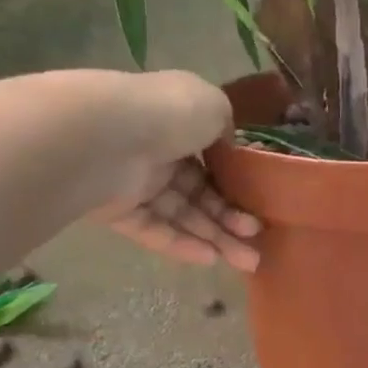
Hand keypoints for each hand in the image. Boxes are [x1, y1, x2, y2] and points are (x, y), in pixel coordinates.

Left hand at [90, 70, 260, 272]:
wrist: (108, 137)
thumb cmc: (168, 114)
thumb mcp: (213, 106)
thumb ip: (225, 126)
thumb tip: (226, 146)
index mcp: (178, 119)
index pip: (210, 156)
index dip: (235, 181)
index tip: (258, 202)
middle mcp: (158, 150)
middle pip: (199, 191)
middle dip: (230, 218)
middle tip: (255, 240)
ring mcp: (136, 182)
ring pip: (182, 214)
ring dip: (215, 237)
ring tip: (247, 261)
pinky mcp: (118, 211)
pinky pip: (155, 229)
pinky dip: (181, 245)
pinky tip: (210, 259)